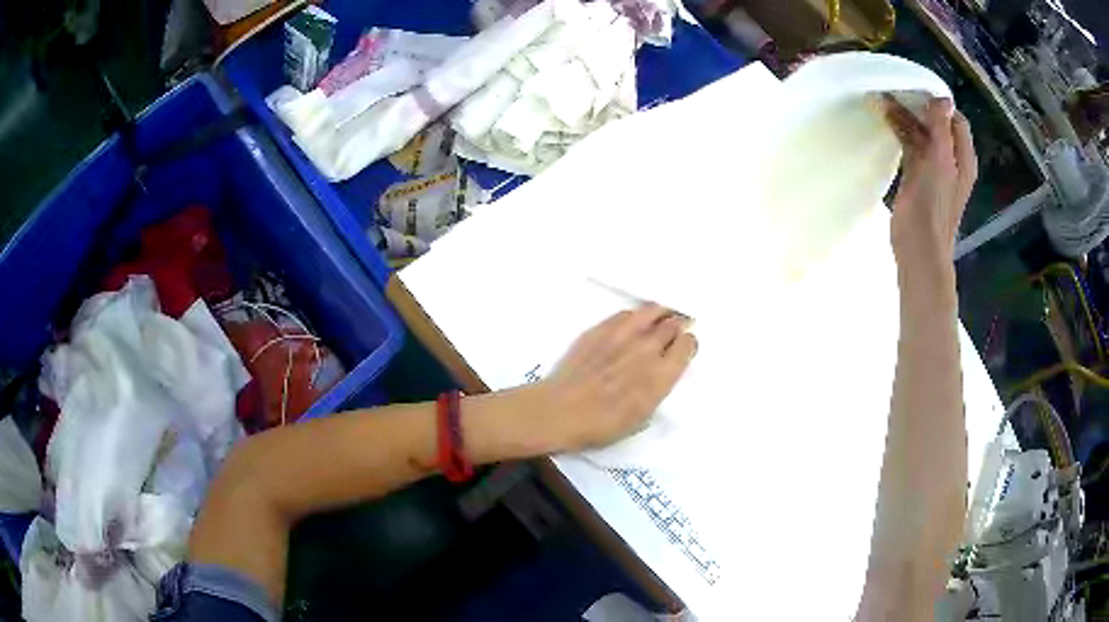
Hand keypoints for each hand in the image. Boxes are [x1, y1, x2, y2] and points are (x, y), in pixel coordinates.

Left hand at [537, 304, 696, 450]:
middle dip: (676, 328)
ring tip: (659, 319)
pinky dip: (636, 316)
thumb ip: (659, 386)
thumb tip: (665, 368)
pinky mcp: (602, 328)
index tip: (684, 348)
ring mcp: (624, 334)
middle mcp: (648, 348)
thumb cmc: (603, 424)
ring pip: (652, 310)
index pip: (687, 344)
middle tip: (672, 334)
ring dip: (660, 314)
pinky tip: (633, 324)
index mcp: (662, 374)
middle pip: (673, 324)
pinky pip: (627, 313)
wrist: (561, 410)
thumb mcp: (643, 415)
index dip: (688, 344)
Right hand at [883, 96, 976, 282]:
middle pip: (937, 124)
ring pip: (921, 134)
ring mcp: (934, 169)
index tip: (915, 89)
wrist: (919, 248)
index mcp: (963, 157)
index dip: (938, 103)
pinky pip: (911, 147)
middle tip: (894, 91)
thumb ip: (941, 128)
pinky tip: (885, 122)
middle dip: (918, 106)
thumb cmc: (933, 205)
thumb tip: (941, 97)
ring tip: (882, 101)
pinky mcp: (917, 178)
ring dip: (905, 118)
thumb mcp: (940, 161)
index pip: (955, 119)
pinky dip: (900, 133)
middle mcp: (951, 160)